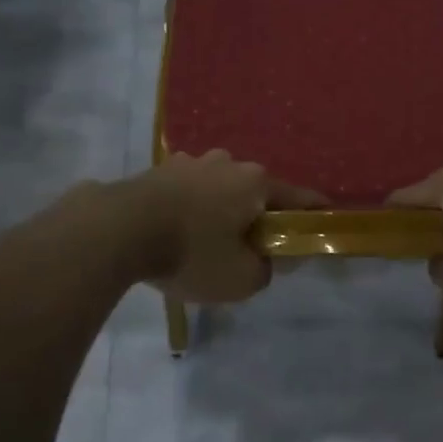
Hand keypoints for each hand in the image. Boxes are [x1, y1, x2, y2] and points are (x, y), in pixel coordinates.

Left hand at [128, 151, 326, 303]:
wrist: (118, 229)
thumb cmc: (191, 252)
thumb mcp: (241, 278)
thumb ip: (265, 270)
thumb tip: (264, 260)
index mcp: (255, 183)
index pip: (298, 197)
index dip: (314, 211)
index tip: (324, 219)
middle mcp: (227, 163)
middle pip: (254, 191)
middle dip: (257, 215)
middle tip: (252, 246)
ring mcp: (190, 163)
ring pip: (218, 188)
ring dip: (220, 209)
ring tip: (208, 241)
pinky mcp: (158, 170)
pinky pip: (187, 191)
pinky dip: (190, 208)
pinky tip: (177, 231)